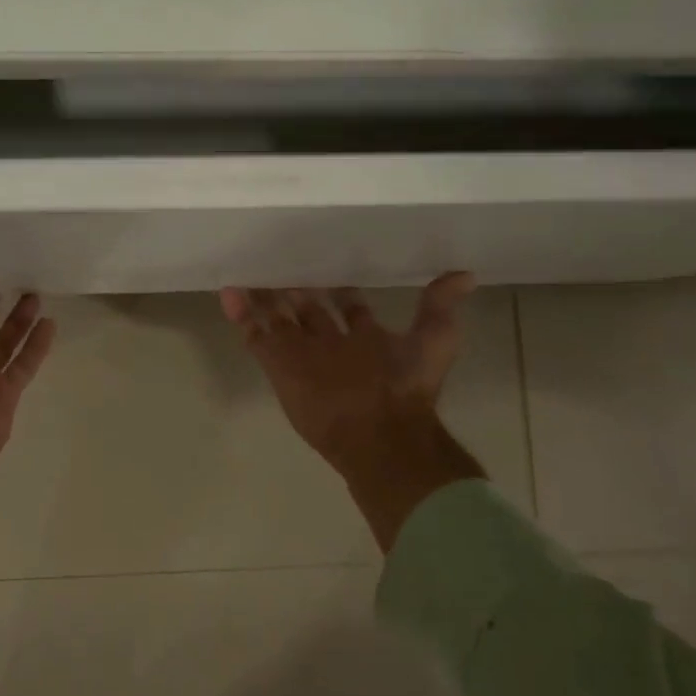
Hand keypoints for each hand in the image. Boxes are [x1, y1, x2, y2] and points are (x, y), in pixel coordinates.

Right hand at [222, 275, 485, 551]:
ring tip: (248, 270)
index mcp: (363, 338)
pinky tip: (229, 290)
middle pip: (306, 309)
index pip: (346, 306)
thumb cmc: (405, 386)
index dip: (337, 286)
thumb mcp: (433, 341)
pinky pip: (254, 335)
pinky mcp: (278, 364)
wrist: (378, 435)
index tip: (325, 260)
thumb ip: (440, 307)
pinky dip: (240, 314)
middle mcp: (329, 344)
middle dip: (294, 287)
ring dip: (263, 296)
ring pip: (277, 318)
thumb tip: (466, 274)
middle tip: (279, 260)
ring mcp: (301, 354)